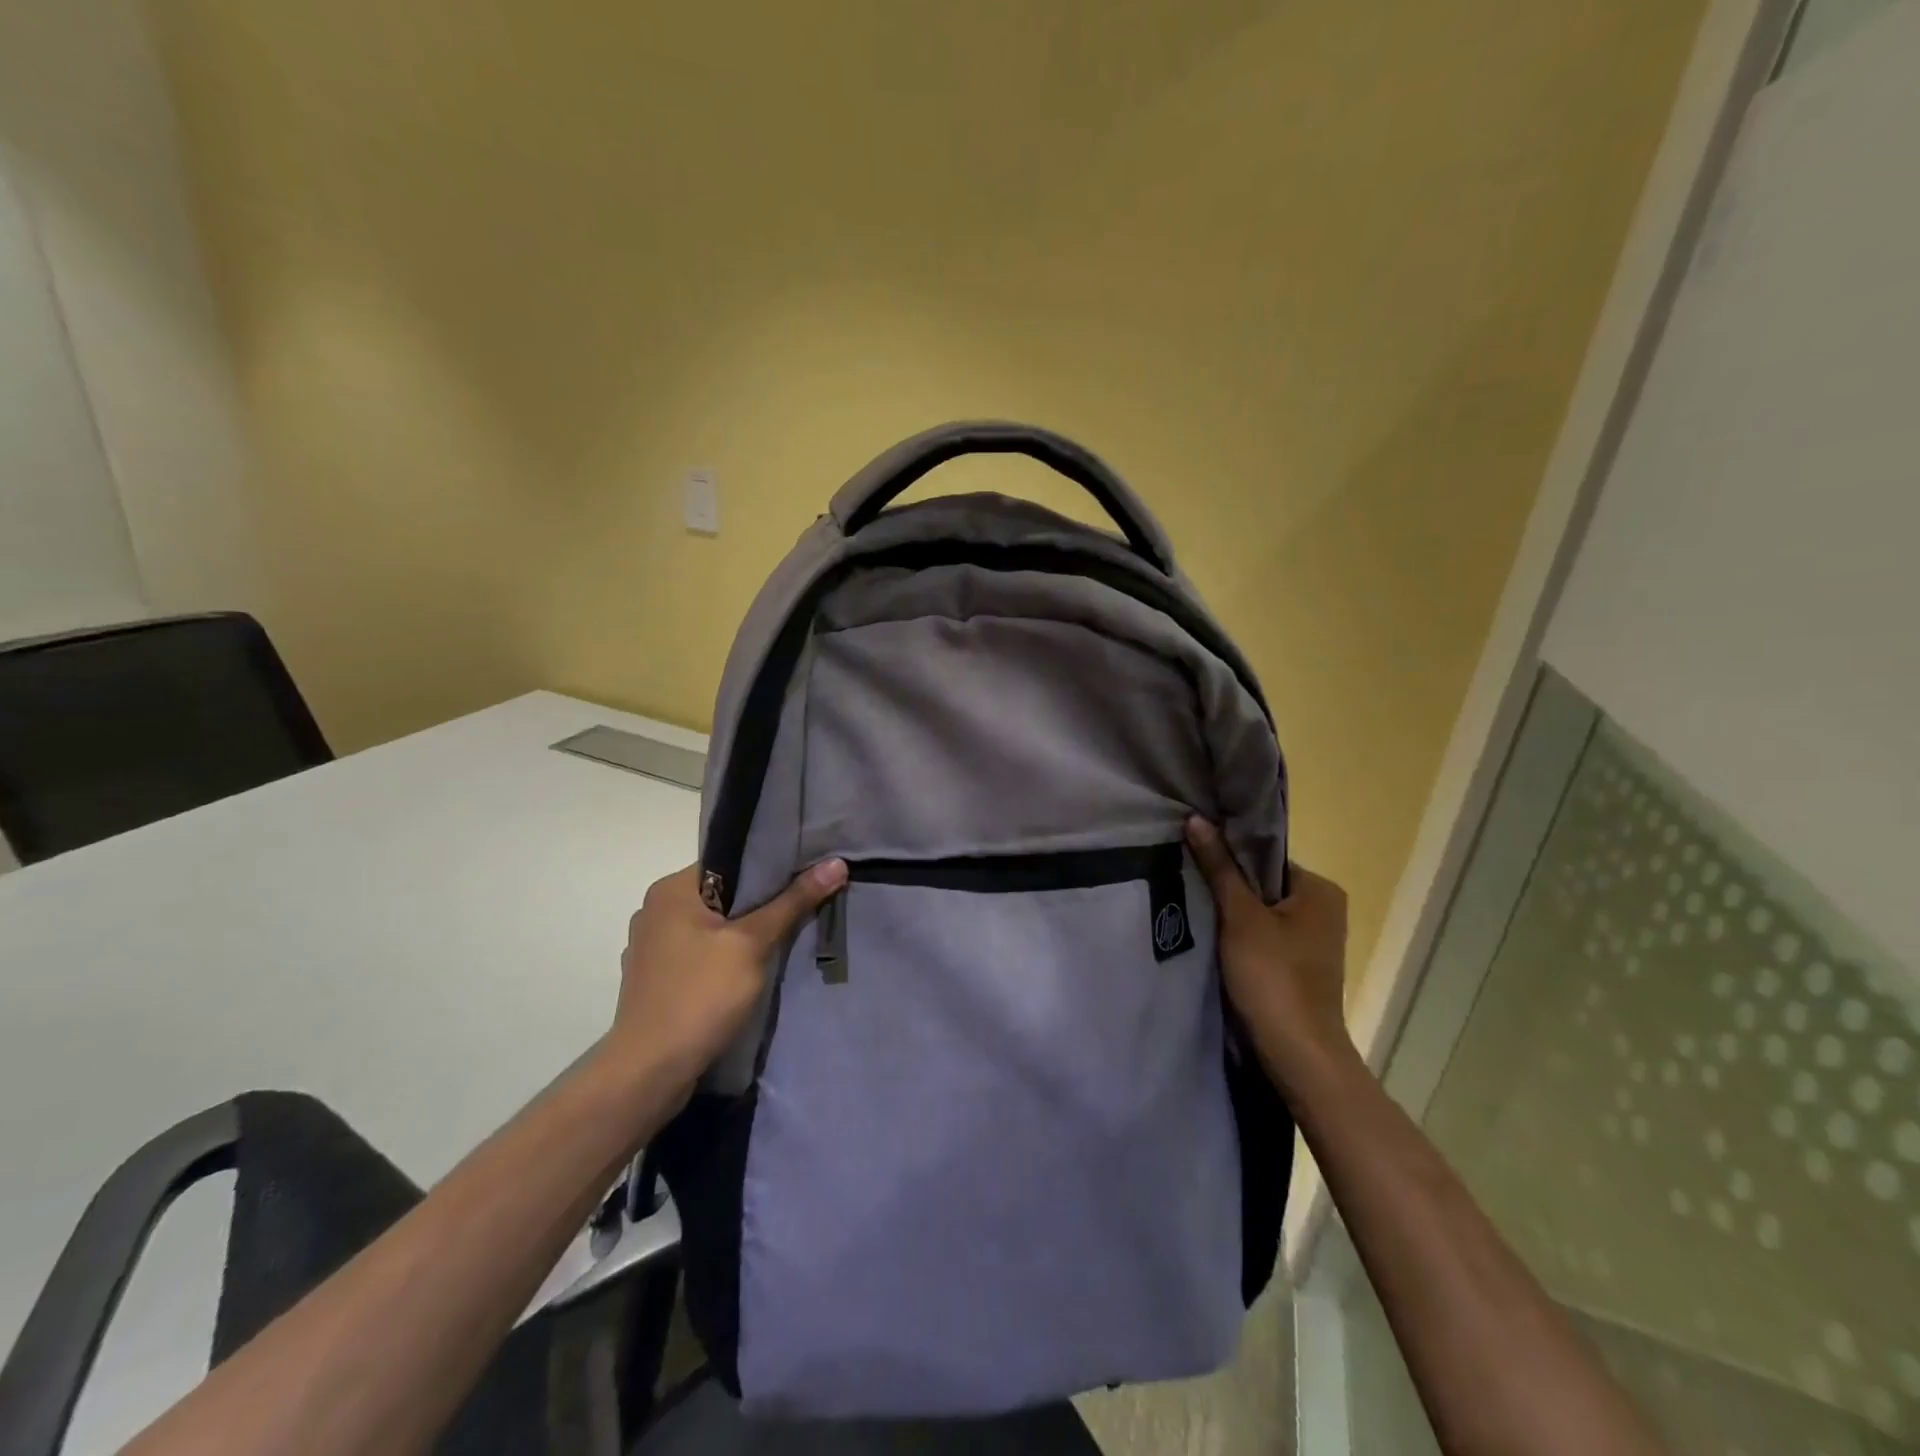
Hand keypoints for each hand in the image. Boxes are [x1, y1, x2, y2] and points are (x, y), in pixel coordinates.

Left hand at [608, 859, 847, 1086]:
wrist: (649, 1072)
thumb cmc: (700, 996)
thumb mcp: (753, 944)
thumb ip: (793, 902)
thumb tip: (836, 863)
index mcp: (670, 890)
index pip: (728, 861)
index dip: (769, 867)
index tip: (805, 874)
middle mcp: (654, 910)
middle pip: (721, 894)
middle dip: (761, 902)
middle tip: (803, 905)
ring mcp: (651, 947)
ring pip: (711, 926)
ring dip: (743, 933)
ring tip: (784, 937)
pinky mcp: (656, 979)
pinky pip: (699, 953)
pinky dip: (724, 956)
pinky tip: (748, 971)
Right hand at [1184, 817, 1352, 1084]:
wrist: (1297, 1054)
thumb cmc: (1273, 977)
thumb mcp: (1240, 917)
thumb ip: (1219, 867)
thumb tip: (1196, 818)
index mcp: (1320, 889)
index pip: (1265, 856)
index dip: (1228, 854)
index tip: (1192, 854)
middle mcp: (1323, 910)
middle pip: (1262, 883)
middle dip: (1227, 884)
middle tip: (1186, 879)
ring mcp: (1312, 941)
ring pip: (1260, 912)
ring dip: (1230, 913)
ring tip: (1192, 906)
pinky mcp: (1297, 966)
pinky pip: (1263, 937)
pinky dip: (1238, 936)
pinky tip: (1211, 938)